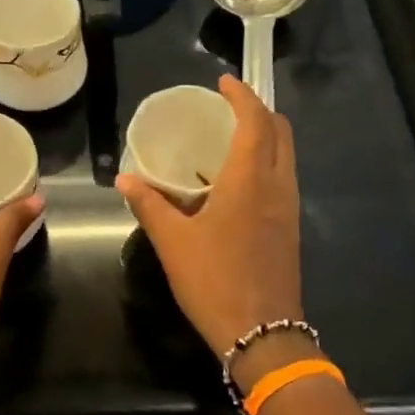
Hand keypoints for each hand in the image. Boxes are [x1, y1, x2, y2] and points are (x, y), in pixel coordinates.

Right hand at [116, 75, 303, 362]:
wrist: (262, 332)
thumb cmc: (214, 281)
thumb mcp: (173, 242)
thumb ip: (149, 205)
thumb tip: (124, 179)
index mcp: (250, 181)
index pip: (255, 122)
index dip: (242, 96)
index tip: (223, 82)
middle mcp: (277, 187)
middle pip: (280, 133)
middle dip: (259, 111)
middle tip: (229, 107)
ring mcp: (289, 209)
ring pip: (286, 156)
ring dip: (266, 137)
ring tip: (233, 139)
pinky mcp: (290, 229)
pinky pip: (284, 179)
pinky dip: (267, 163)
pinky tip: (240, 182)